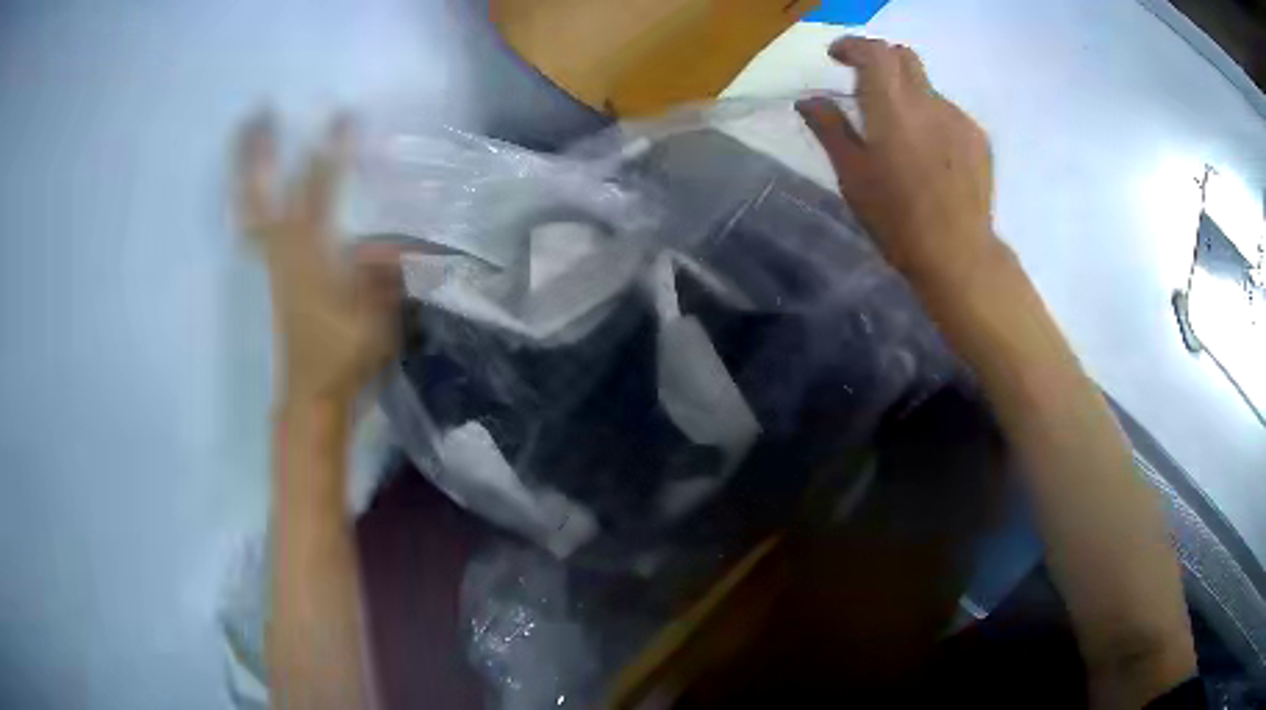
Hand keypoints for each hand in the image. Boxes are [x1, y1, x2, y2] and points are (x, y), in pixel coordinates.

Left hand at [236, 113, 401, 407]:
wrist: (310, 394)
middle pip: (264, 194)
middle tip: (257, 111)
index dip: (331, 150)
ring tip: (242, 136)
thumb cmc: (344, 356)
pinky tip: (249, 193)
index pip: (320, 191)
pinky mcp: (270, 277)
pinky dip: (247, 205)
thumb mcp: (376, 316)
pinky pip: (252, 231)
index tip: (343, 115)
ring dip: (245, 172)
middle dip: (260, 152)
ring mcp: (272, 263)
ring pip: (251, 209)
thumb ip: (382, 273)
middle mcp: (284, 251)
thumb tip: (391, 242)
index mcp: (310, 254)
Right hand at [797, 37, 998, 292]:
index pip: (873, 51)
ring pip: (928, 87)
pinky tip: (930, 155)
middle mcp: (928, 101)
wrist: (959, 254)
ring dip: (908, 94)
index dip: (852, 46)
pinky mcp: (978, 138)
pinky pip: (949, 112)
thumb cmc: (897, 219)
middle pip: (904, 56)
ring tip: (903, 135)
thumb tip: (808, 101)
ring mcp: (958, 118)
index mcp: (891, 106)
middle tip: (867, 86)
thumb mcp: (853, 176)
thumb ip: (830, 129)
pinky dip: (932, 118)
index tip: (837, 57)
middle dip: (881, 61)